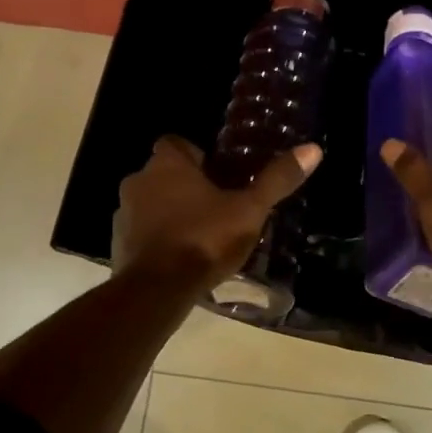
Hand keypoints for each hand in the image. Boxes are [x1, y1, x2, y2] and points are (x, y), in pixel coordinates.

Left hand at [113, 136, 320, 289]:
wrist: (157, 289)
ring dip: (170, 214)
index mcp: (168, 165)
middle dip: (186, 187)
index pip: (177, 144)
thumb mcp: (249, 210)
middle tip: (216, 208)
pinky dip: (158, 240)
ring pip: (151, 204)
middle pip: (164, 175)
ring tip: (200, 236)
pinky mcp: (118, 244)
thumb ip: (276, 180)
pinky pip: (142, 233)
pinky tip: (180, 260)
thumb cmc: (205, 239)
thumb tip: (313, 149)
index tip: (218, 175)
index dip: (197, 157)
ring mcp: (123, 214)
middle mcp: (138, 181)